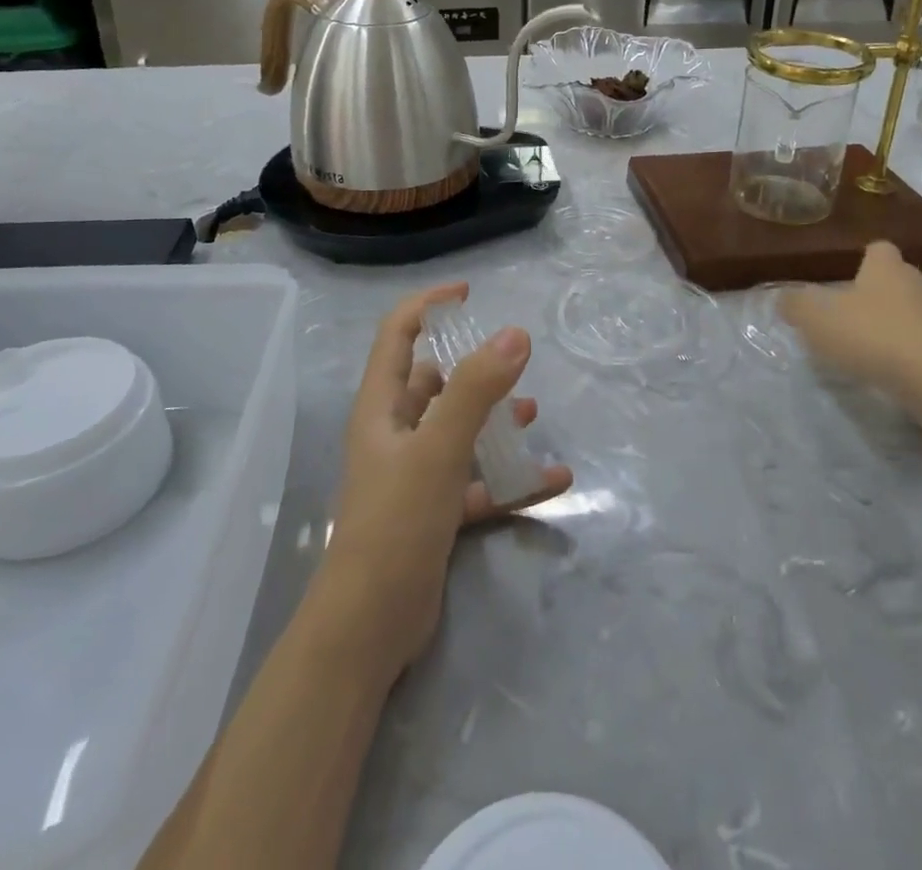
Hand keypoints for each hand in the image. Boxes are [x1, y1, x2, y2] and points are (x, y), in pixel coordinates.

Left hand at [317, 283, 573, 679]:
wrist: (369, 628)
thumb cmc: (396, 524)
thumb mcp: (439, 449)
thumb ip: (477, 390)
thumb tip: (515, 333)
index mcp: (381, 407)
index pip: (398, 335)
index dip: (428, 305)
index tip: (469, 293)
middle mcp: (394, 434)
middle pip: (431, 382)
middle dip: (470, 368)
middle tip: (511, 361)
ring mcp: (413, 475)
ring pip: (457, 431)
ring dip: (493, 420)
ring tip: (531, 413)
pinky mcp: (433, 513)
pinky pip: (477, 483)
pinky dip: (508, 478)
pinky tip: (552, 480)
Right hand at [779, 242, 921, 410]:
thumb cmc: (871, 335)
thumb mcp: (816, 318)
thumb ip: (796, 305)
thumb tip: (784, 297)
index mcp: (886, 270)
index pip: (880, 249)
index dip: (868, 258)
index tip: (854, 273)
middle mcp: (921, 287)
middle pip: (911, 277)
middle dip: (895, 288)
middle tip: (873, 307)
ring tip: (900, 336)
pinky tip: (921, 366)